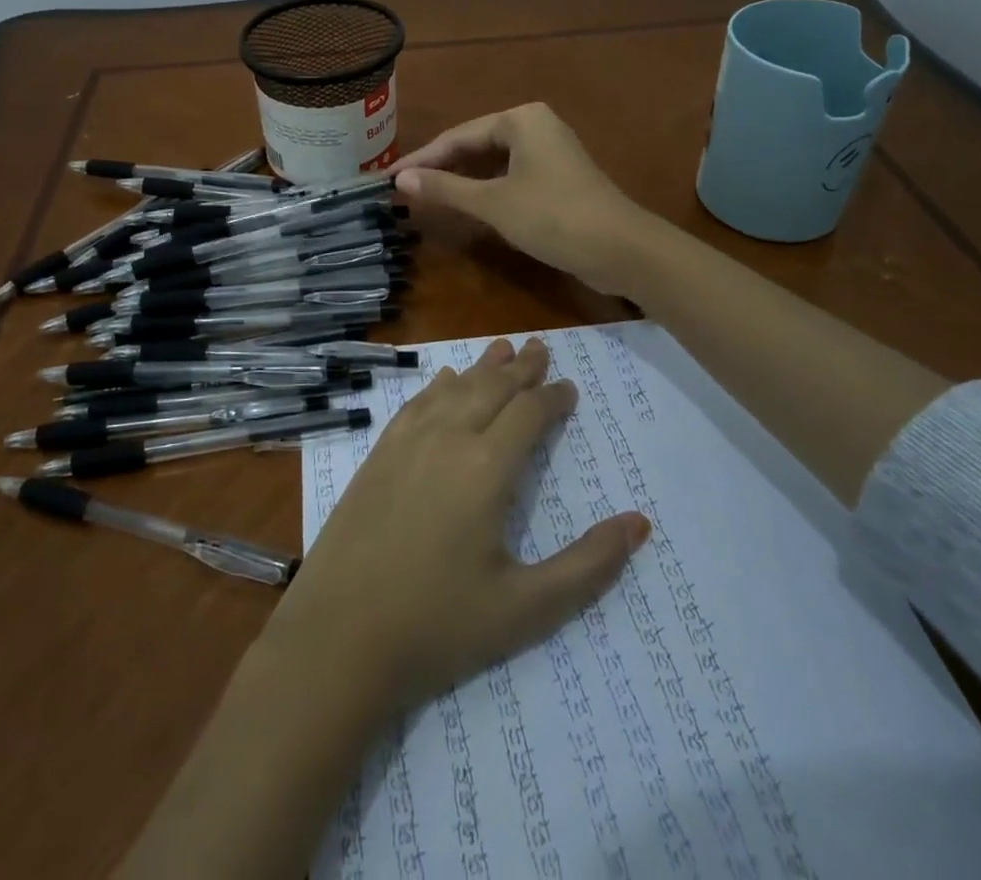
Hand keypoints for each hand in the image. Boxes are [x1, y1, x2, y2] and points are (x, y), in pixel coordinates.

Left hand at [265, 338, 649, 712]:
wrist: (340, 634)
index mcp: (486, 468)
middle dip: (520, 368)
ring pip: (452, 388)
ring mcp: (406, 442)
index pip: (528, 413)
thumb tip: (639, 523)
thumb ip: (588, 565)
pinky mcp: (377, 454)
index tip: (569, 388)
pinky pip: (416, 404)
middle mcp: (447, 439)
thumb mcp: (526, 609)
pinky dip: (438, 386)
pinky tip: (443, 380)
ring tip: (502, 348)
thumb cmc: (438, 625)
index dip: (552, 396)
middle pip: (490, 388)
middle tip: (540, 347)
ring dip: (481, 368)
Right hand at [394, 103, 657, 294]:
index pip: (458, 136)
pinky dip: (486, 189)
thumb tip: (399, 179)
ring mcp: (550, 152)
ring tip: (427, 196)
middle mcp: (536, 126)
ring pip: (493, 162)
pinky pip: (510, 175)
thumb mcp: (492, 203)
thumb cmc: (553, 217)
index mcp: (520, 119)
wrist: (622, 249)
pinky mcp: (558, 177)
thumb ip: (445, 189)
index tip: (389, 178)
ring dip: (462, 180)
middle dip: (441, 167)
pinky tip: (467, 205)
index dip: (422, 159)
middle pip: (475, 145)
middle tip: (404, 188)